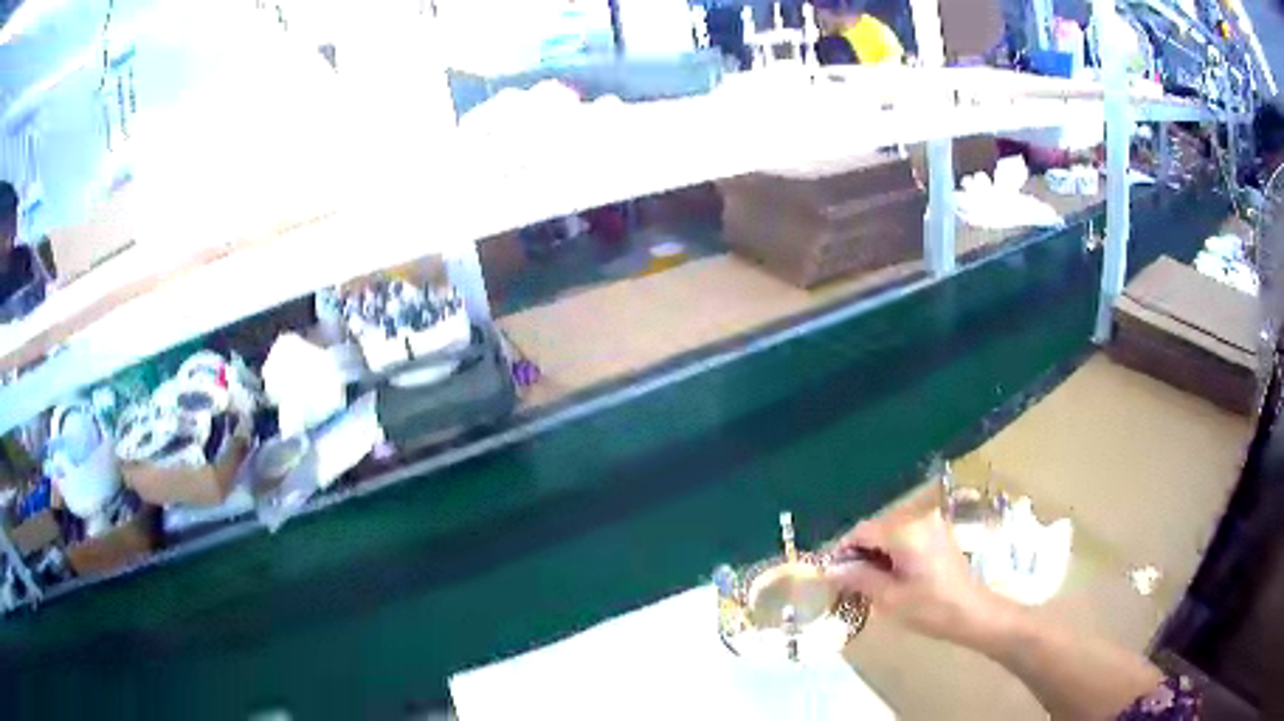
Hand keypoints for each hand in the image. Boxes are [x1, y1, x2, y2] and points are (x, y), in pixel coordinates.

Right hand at [826, 490, 1003, 647]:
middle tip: (844, 580)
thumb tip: (830, 569)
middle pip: (876, 528)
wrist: (973, 613)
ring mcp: (932, 524)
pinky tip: (889, 575)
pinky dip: (892, 551)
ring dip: (875, 552)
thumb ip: (859, 578)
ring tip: (864, 581)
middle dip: (858, 552)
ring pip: (890, 532)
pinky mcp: (939, 534)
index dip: (841, 550)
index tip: (827, 572)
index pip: (862, 531)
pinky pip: (906, 535)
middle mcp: (919, 518)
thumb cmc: (930, 608)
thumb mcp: (889, 598)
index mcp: (906, 531)